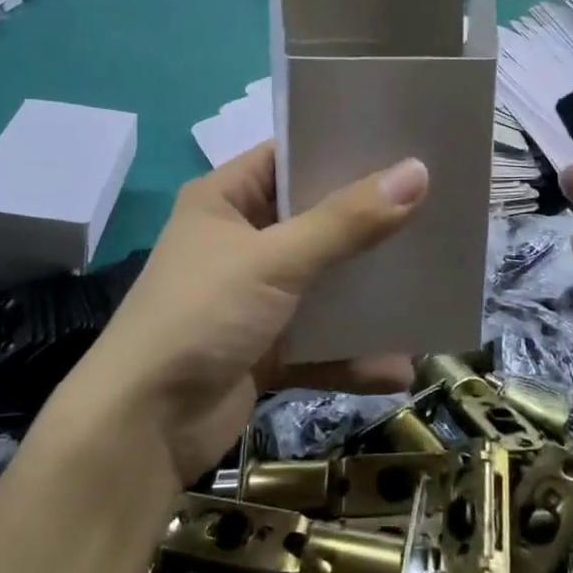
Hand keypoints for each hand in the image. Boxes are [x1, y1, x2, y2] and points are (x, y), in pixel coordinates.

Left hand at [71, 143, 428, 487]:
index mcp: (224, 200)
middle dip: (366, 220)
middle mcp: (238, 242)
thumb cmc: (201, 315)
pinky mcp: (262, 350)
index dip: (338, 147)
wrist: (139, 429)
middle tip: (432, 204)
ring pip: (320, 284)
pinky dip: (350, 355)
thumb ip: (345, 221)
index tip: (399, 142)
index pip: (286, 157)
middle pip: (312, 220)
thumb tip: (416, 172)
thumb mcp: (274, 260)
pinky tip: (399, 365)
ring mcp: (250, 298)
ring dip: (365, 292)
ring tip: (427, 280)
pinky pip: (317, 343)